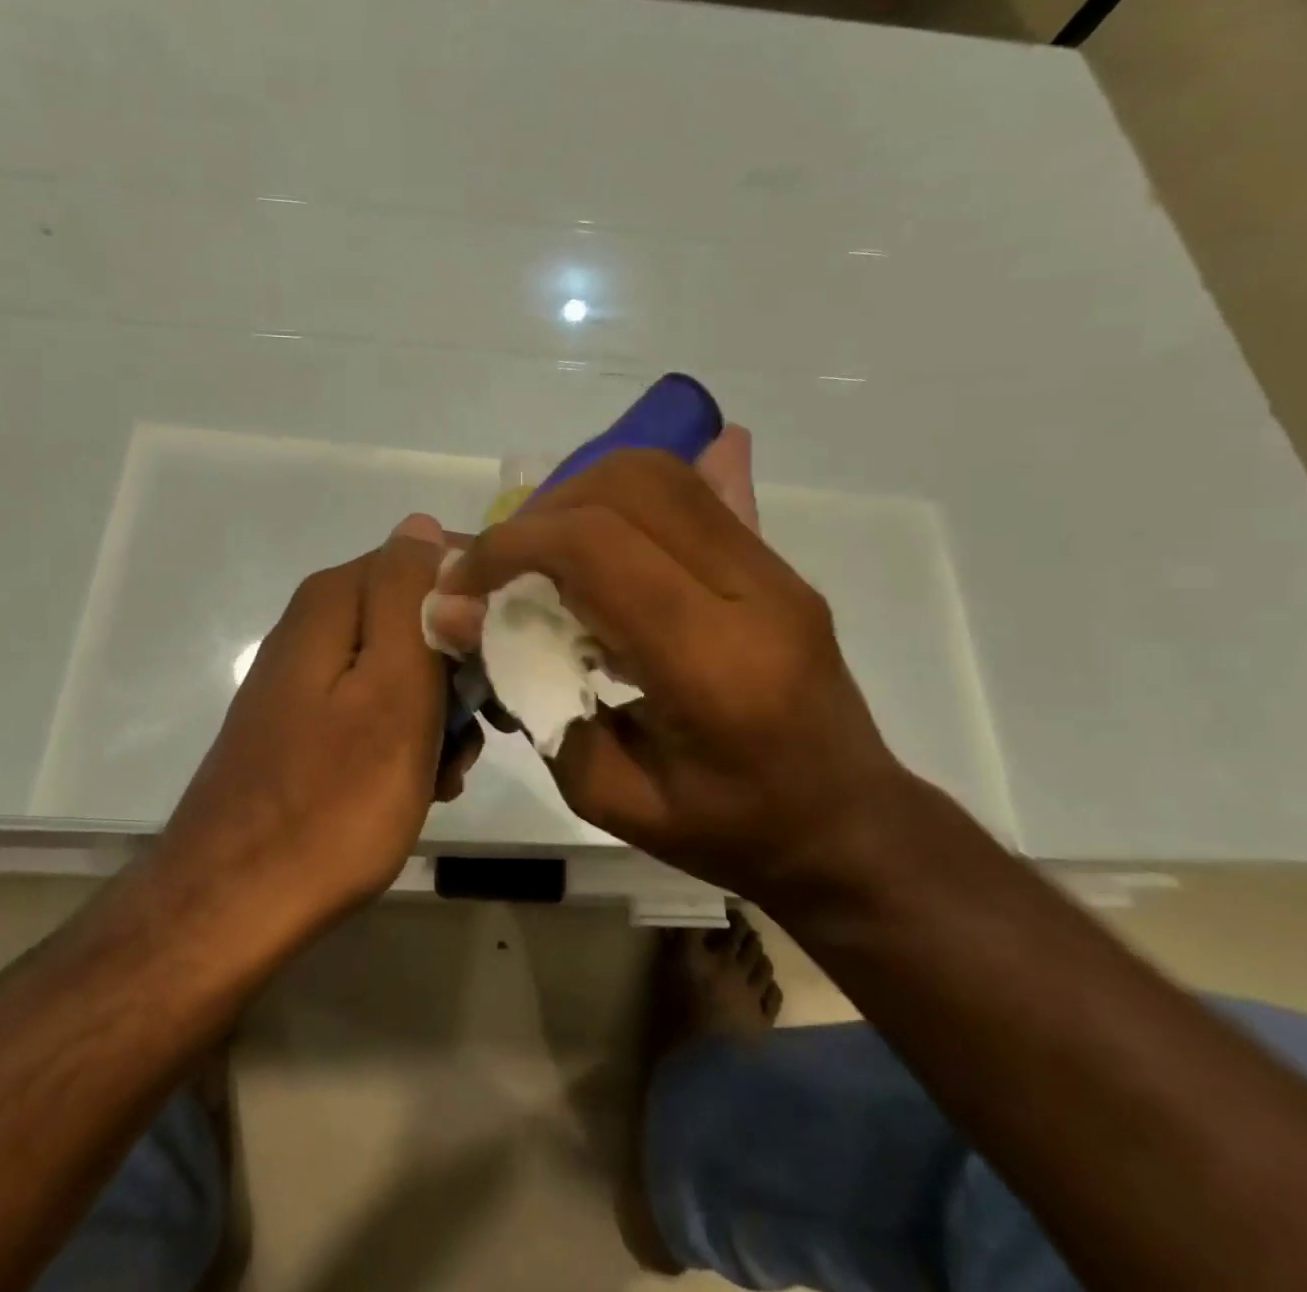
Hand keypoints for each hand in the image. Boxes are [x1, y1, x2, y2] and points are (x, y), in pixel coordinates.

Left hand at [151, 515, 477, 938]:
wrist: (237, 903)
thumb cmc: (334, 797)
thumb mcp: (392, 687)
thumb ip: (408, 595)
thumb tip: (422, 524)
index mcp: (336, 599)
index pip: (431, 558)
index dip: (481, 599)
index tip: (512, 652)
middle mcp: (318, 623)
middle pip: (420, 614)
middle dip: (462, 666)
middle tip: (483, 726)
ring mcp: (311, 675)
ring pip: (406, 666)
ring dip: (442, 711)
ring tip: (449, 769)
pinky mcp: (309, 721)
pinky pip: (379, 706)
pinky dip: (410, 738)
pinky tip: (422, 784)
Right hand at [429, 439, 906, 898]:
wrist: (847, 826)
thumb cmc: (727, 832)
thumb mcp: (609, 797)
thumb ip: (533, 698)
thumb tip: (459, 614)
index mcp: (714, 665)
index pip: (596, 549)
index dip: (511, 547)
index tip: (465, 583)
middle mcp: (754, 593)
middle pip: (629, 487)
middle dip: (543, 515)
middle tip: (508, 569)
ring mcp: (775, 568)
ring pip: (661, 474)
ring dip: (580, 498)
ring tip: (548, 557)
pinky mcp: (776, 561)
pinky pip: (691, 493)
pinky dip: (623, 501)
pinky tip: (601, 542)